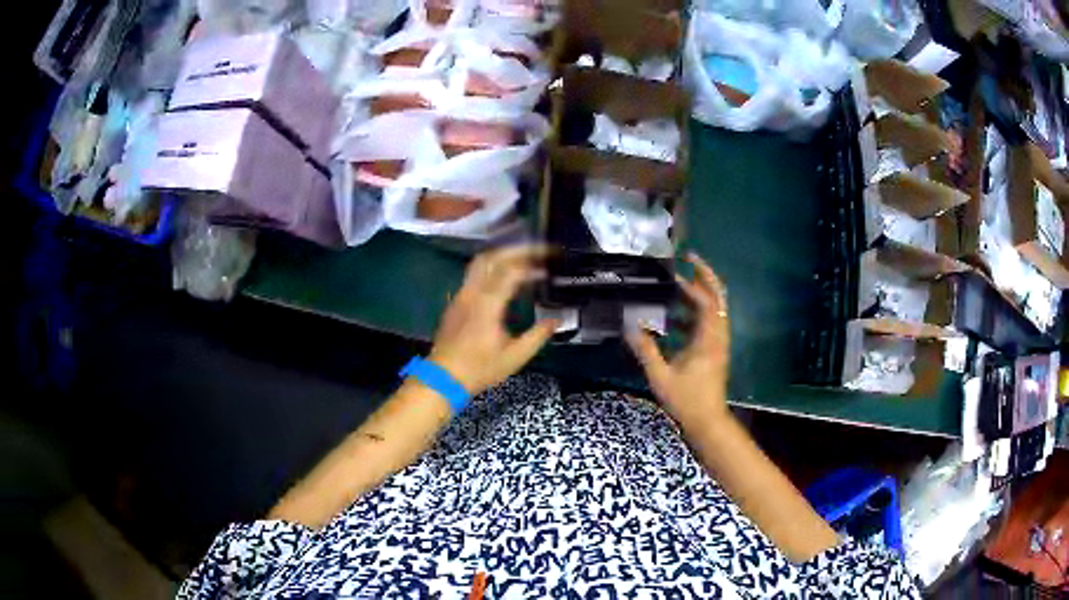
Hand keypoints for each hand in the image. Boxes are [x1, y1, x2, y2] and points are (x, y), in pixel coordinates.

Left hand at [428, 245, 558, 395]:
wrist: (443, 377)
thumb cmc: (480, 368)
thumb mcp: (515, 356)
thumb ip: (538, 335)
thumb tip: (556, 320)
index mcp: (488, 303)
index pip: (511, 272)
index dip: (531, 266)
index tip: (548, 268)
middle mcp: (472, 292)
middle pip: (492, 258)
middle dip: (516, 251)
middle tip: (537, 251)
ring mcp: (461, 295)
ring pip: (480, 264)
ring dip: (502, 257)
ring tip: (522, 259)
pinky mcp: (455, 301)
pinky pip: (473, 275)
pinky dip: (491, 269)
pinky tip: (503, 278)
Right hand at [627, 252, 730, 428]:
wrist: (707, 421)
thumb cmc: (687, 399)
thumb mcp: (661, 376)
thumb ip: (646, 350)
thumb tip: (629, 326)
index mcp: (708, 338)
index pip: (707, 300)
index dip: (696, 280)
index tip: (681, 265)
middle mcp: (717, 335)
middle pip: (718, 298)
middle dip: (704, 278)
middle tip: (685, 264)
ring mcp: (717, 343)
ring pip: (713, 310)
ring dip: (696, 297)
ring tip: (672, 289)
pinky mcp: (714, 351)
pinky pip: (707, 324)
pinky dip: (692, 315)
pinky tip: (670, 322)